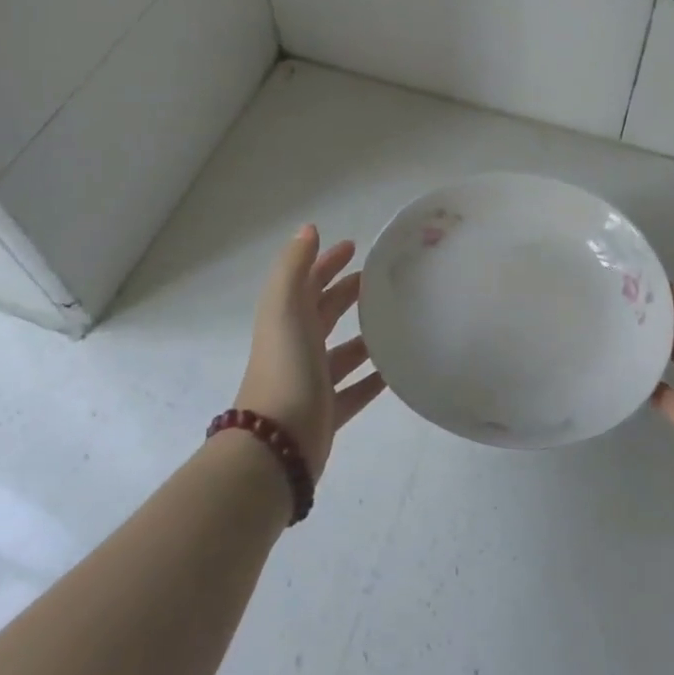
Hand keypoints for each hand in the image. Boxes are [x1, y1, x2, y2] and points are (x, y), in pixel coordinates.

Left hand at [233, 226, 386, 479]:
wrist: (276, 445)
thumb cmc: (284, 369)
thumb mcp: (285, 308)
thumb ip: (295, 267)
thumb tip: (309, 229)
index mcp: (286, 320)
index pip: (308, 282)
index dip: (327, 262)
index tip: (355, 247)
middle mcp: (298, 347)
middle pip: (325, 313)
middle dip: (348, 293)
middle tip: (383, 281)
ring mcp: (312, 381)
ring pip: (343, 352)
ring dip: (364, 337)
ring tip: (398, 323)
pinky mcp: (328, 412)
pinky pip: (356, 390)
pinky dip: (373, 378)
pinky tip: (396, 370)